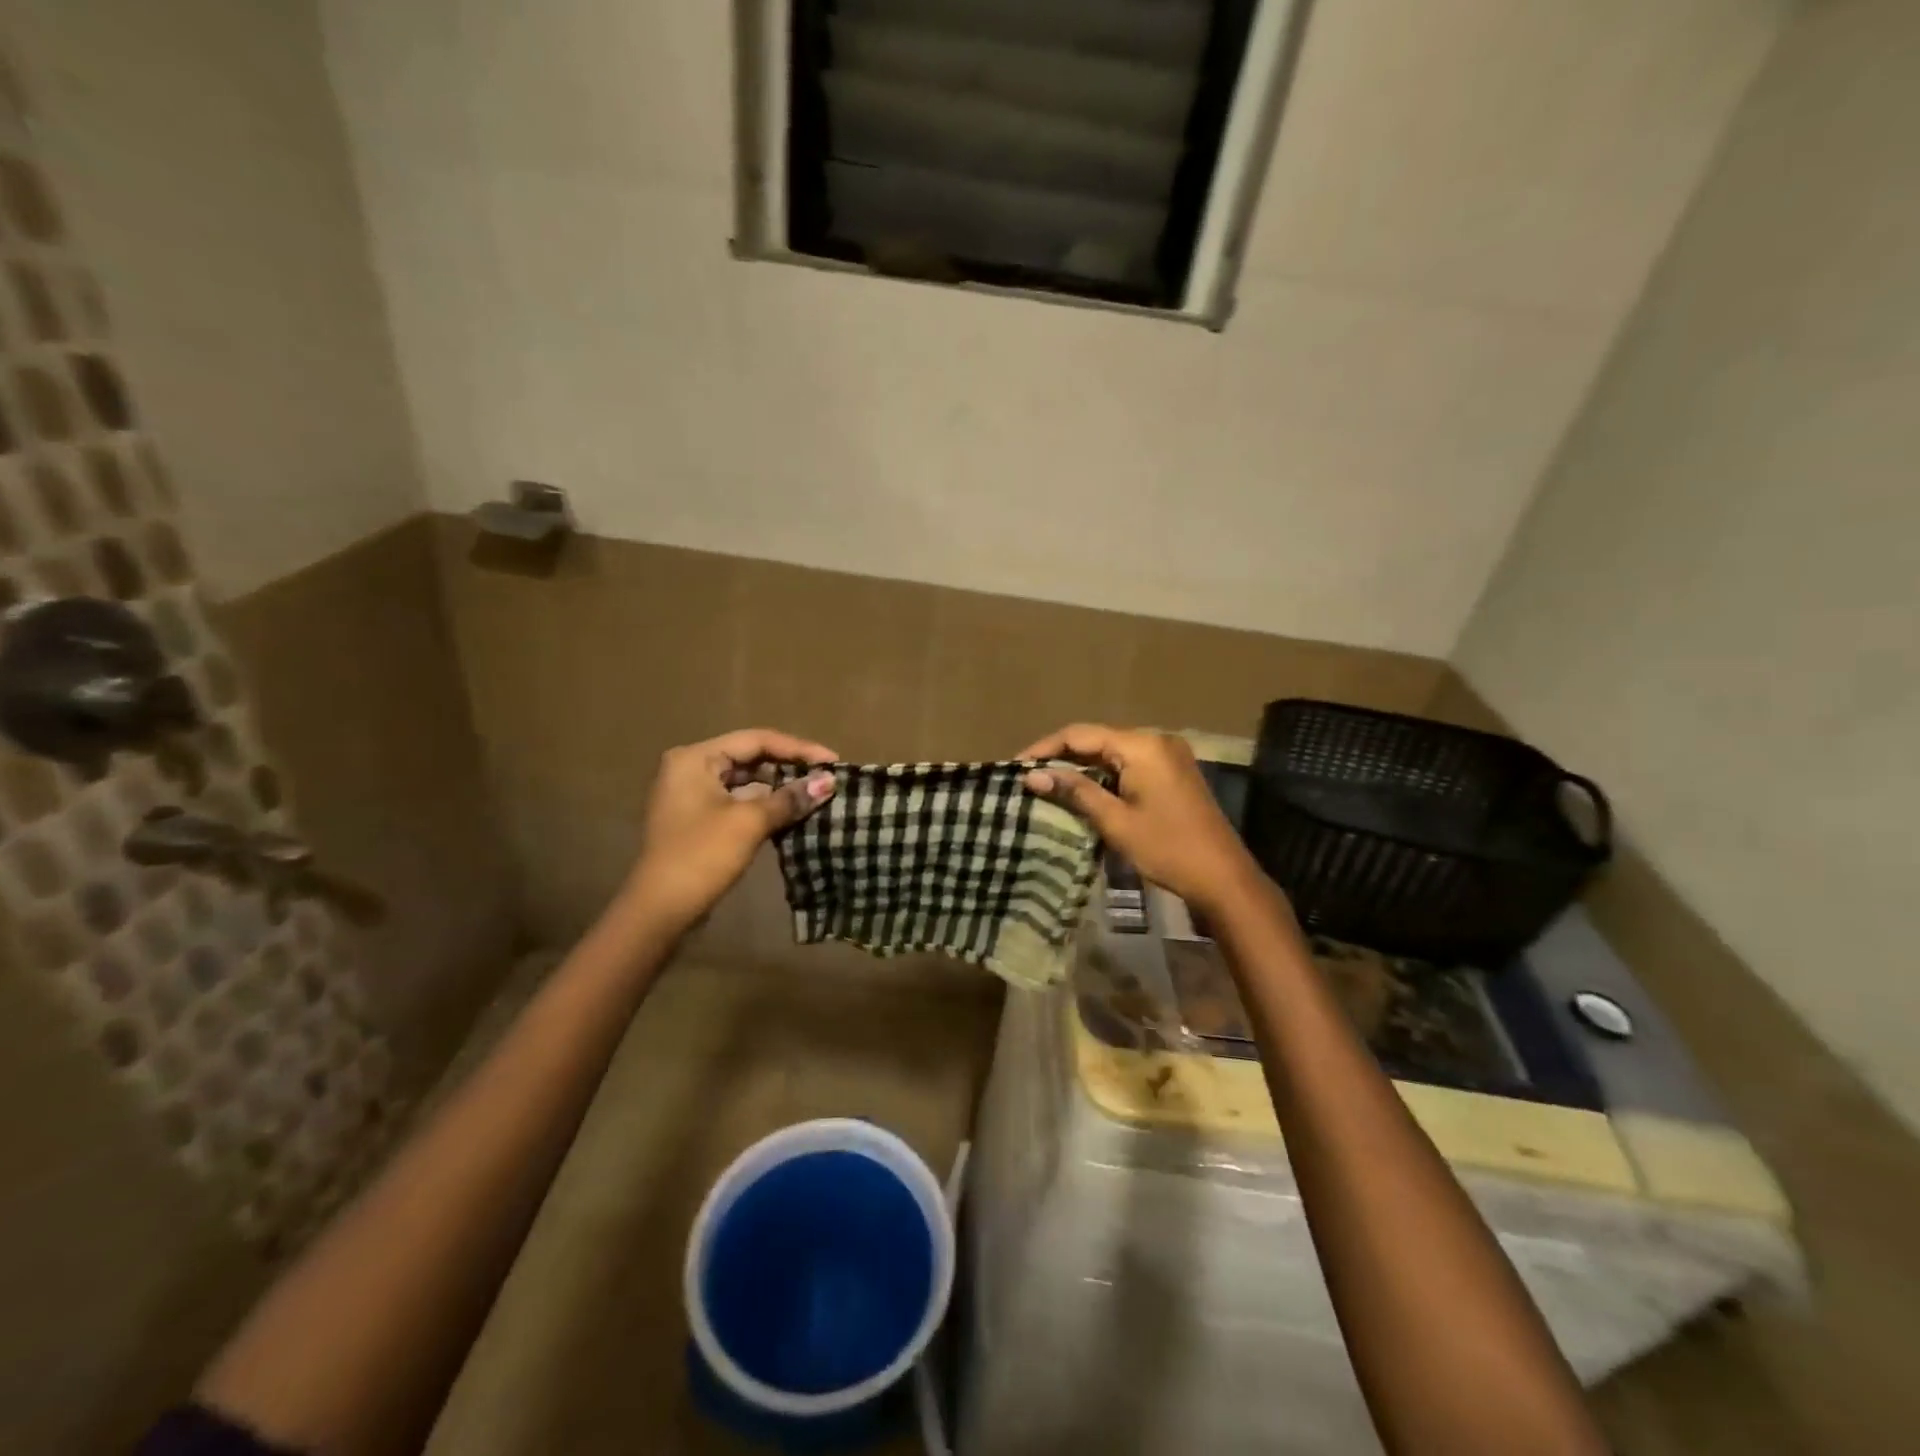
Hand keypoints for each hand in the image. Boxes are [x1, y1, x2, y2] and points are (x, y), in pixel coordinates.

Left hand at [621, 728, 838, 936]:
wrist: (660, 910)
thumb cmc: (702, 855)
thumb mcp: (750, 822)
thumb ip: (790, 798)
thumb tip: (829, 781)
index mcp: (695, 758)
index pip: (756, 740)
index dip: (798, 749)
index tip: (833, 761)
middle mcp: (690, 768)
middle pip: (750, 758)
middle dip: (790, 768)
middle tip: (827, 778)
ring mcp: (692, 796)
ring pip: (746, 782)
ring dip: (780, 789)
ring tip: (817, 795)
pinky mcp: (699, 820)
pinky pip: (739, 803)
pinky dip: (765, 807)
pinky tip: (794, 814)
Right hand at [1018, 723, 1271, 915]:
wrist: (1223, 877)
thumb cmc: (1167, 848)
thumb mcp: (1115, 821)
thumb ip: (1075, 792)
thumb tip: (1032, 776)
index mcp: (1141, 745)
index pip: (1080, 735)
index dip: (1045, 748)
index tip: (1015, 766)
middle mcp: (1155, 740)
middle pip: (1097, 739)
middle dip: (1061, 757)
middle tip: (1028, 777)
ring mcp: (1168, 755)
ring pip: (1112, 752)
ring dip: (1081, 767)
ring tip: (1047, 784)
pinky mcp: (1173, 772)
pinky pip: (1129, 764)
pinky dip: (1104, 775)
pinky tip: (1082, 790)